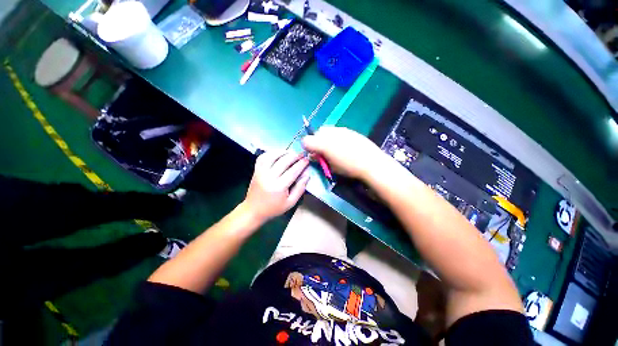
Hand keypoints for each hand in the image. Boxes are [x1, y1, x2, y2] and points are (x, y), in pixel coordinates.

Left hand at [241, 151, 309, 222]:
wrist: (253, 210)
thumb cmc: (274, 208)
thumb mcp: (290, 202)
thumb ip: (300, 188)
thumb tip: (307, 175)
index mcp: (278, 187)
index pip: (292, 172)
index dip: (301, 164)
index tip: (307, 160)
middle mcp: (268, 177)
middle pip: (283, 161)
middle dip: (294, 156)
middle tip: (302, 154)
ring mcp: (260, 172)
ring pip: (272, 156)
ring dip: (283, 152)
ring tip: (291, 152)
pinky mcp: (256, 170)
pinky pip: (263, 157)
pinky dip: (271, 153)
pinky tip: (278, 153)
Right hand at [302, 127, 386, 179]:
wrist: (370, 162)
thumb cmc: (348, 168)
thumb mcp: (331, 167)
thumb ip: (320, 160)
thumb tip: (314, 155)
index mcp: (322, 144)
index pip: (306, 140)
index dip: (307, 148)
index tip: (314, 154)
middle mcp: (329, 133)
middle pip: (316, 133)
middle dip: (316, 141)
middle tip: (323, 151)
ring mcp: (339, 129)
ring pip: (326, 130)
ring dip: (325, 138)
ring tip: (334, 147)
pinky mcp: (348, 129)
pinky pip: (336, 131)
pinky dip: (335, 136)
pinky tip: (344, 145)